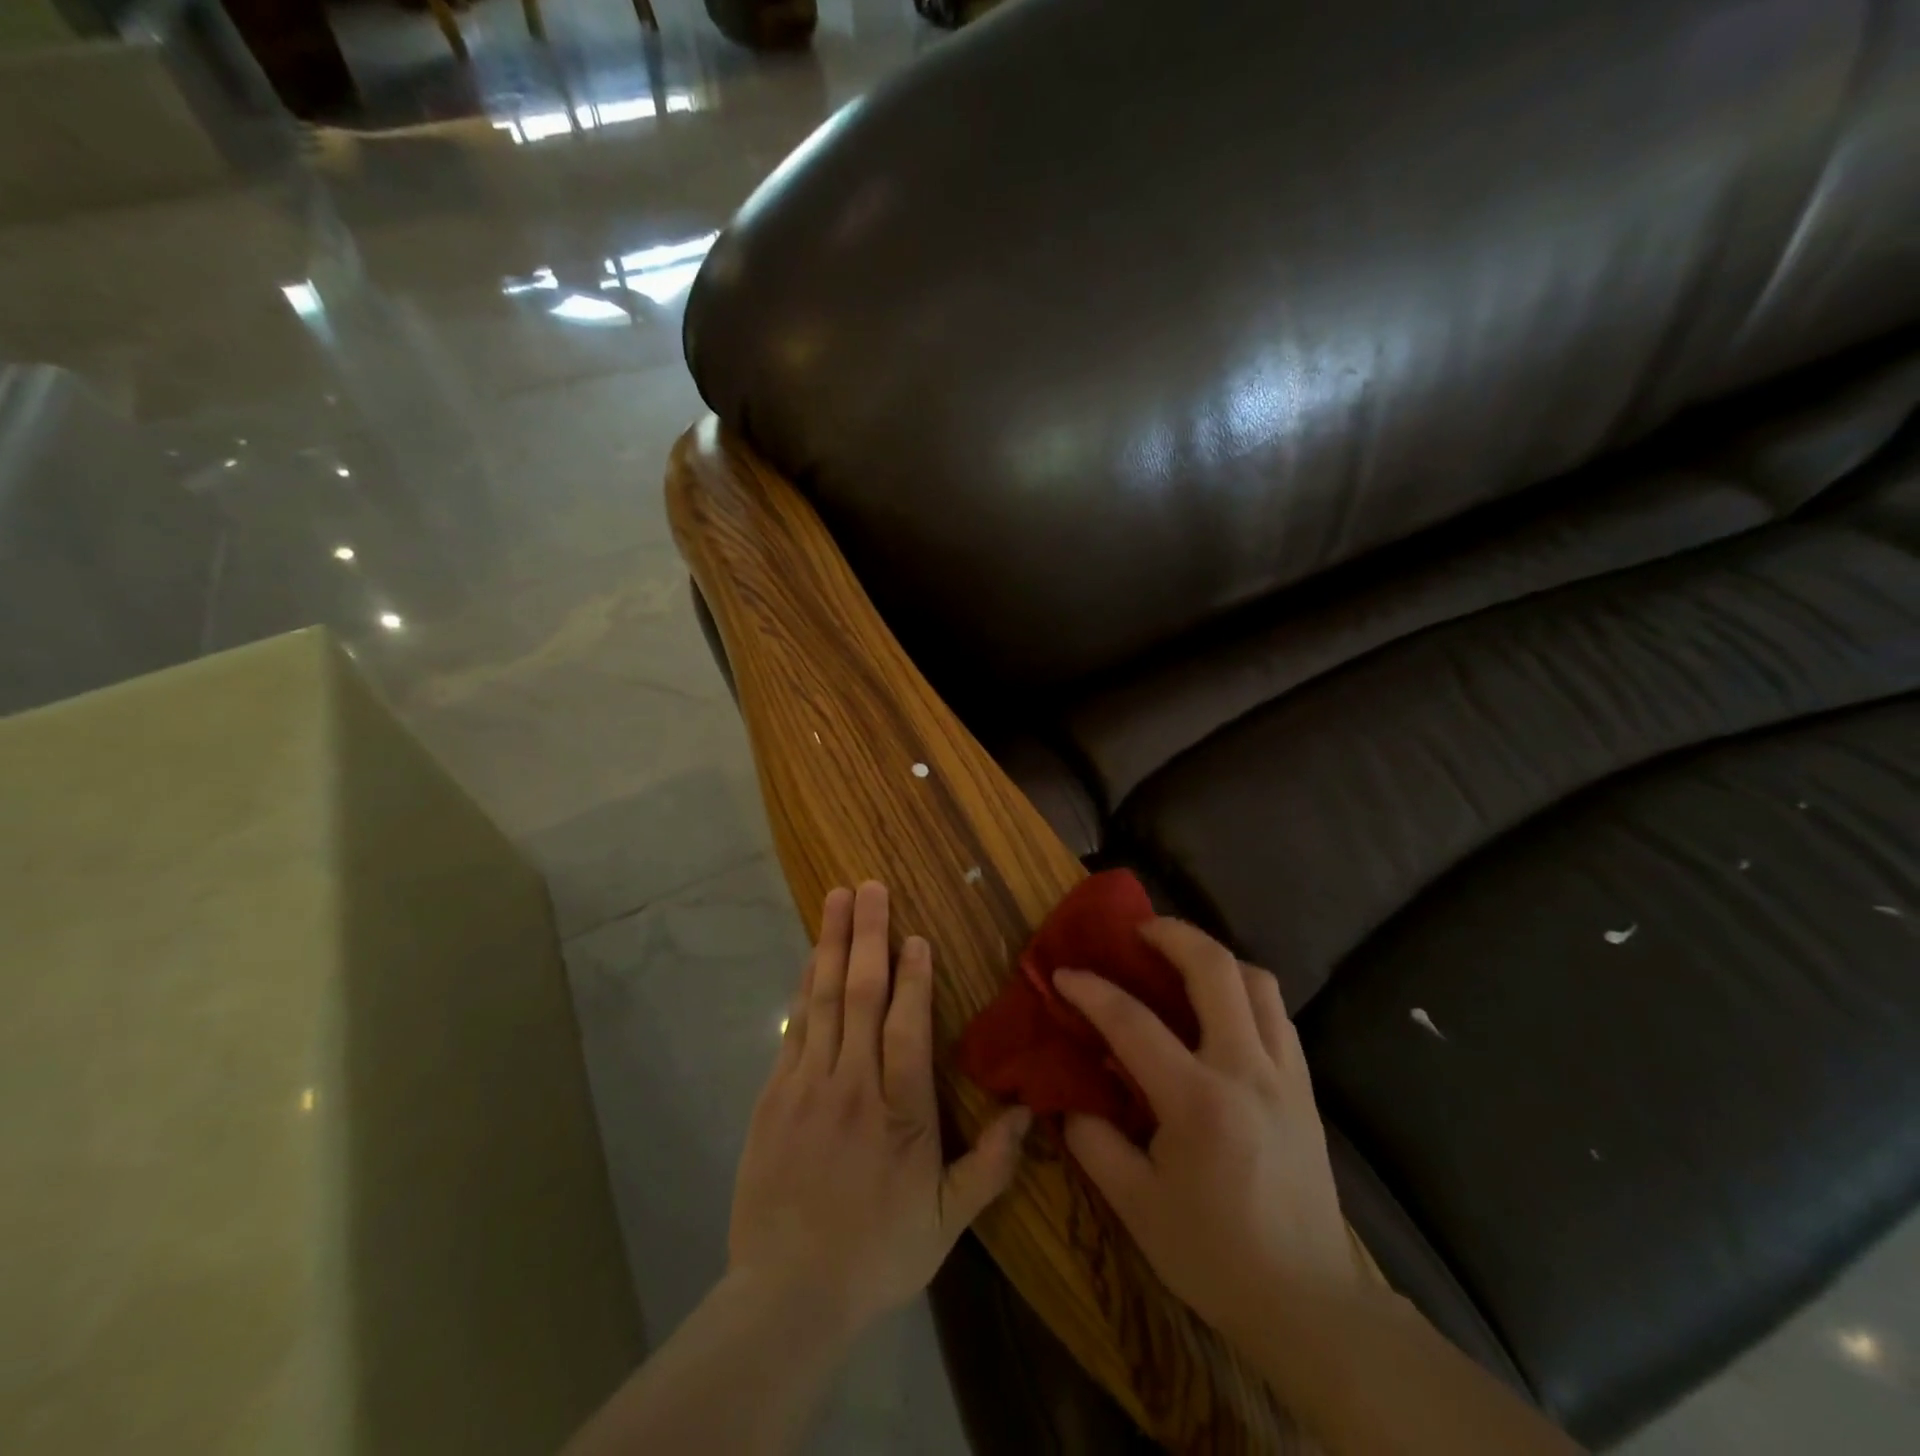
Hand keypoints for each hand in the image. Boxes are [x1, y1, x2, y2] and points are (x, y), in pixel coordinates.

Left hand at [727, 882, 1030, 1340]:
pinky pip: (794, 1027)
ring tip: (836, 899)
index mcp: (899, 1112)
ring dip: (830, 944)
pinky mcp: (774, 1095)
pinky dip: (804, 987)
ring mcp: (807, 1085)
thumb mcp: (944, 1223)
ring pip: (822, 999)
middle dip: (867, 935)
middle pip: (860, 995)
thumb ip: (989, 1166)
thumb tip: (1028, 1112)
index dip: (913, 977)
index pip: (907, 1027)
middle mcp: (852, 1085)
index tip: (915, 935)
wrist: (785, 1295)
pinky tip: (809, 958)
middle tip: (869, 886)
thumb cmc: (875, 1254)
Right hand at [1055, 919, 1360, 1343]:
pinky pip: (1277, 1014)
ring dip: (1215, 958)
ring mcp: (1285, 1074)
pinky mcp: (1305, 1087)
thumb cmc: (1215, 1256)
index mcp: (1199, 1101)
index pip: (1133, 1022)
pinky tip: (1221, 1011)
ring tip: (1181, 963)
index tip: (1063, 973)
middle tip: (1138, 930)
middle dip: (1172, 934)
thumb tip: (1071, 1096)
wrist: (1309, 1304)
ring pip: (1258, 981)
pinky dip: (1244, 992)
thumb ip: (1094, 1141)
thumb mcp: (1136, 1207)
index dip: (1091, 990)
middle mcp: (1247, 1070)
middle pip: (1215, 969)